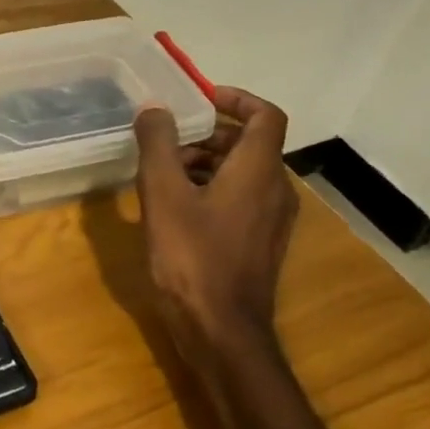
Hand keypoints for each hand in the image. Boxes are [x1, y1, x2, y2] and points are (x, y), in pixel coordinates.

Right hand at [133, 87, 296, 345]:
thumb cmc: (192, 256)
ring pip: (243, 173)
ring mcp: (271, 220)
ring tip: (162, 174)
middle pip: (250, 143)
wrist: (221, 330)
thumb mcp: (163, 194)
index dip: (237, 98)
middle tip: (167, 140)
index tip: (200, 97)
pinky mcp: (259, 243)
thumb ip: (157, 144)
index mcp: (258, 170)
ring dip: (206, 162)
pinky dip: (212, 189)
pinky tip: (175, 208)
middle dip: (208, 134)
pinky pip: (240, 199)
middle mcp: (275, 190)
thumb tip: (154, 108)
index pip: (266, 115)